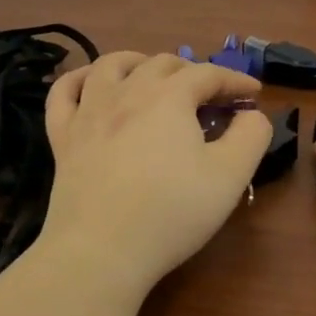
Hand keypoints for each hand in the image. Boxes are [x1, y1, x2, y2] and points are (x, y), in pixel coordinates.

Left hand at [40, 52, 271, 295]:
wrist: (100, 253)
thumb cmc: (171, 212)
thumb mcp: (230, 175)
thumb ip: (252, 135)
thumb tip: (251, 114)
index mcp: (170, 96)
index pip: (209, 73)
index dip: (235, 80)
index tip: (253, 94)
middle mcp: (128, 91)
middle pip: (164, 63)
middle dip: (194, 73)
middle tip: (211, 98)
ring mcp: (90, 112)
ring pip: (111, 65)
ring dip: (139, 62)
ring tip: (153, 76)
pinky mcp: (63, 137)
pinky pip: (64, 93)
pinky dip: (79, 79)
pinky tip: (91, 85)